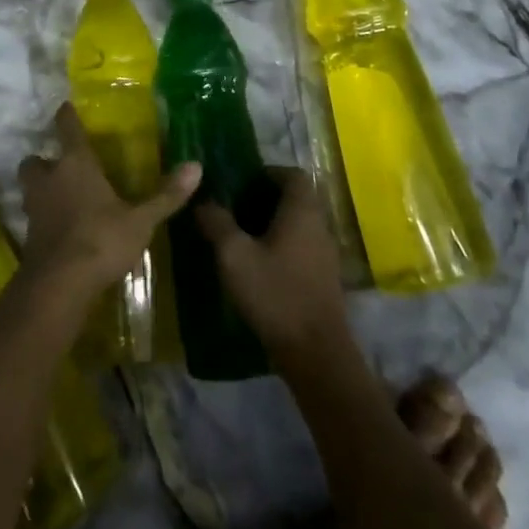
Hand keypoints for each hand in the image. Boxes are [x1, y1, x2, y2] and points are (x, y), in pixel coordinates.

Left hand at [18, 103, 199, 302]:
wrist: (59, 286)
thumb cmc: (101, 240)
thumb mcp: (140, 221)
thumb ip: (166, 195)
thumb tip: (197, 166)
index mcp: (75, 164)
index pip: (67, 128)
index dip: (66, 115)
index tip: (66, 107)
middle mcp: (50, 179)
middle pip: (35, 160)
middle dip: (45, 161)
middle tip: (61, 167)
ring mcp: (35, 208)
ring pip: (30, 188)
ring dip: (40, 189)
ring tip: (60, 197)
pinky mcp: (28, 237)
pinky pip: (33, 217)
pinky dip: (44, 219)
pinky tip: (61, 230)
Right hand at [196, 168, 348, 363]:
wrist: (316, 355)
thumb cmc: (275, 294)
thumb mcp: (234, 255)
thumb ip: (217, 223)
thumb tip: (202, 201)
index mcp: (302, 210)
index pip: (292, 174)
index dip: (267, 173)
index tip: (241, 184)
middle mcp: (319, 225)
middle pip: (295, 199)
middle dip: (265, 200)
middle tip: (235, 210)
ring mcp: (325, 254)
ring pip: (299, 225)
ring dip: (273, 226)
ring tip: (242, 239)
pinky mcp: (324, 280)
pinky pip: (302, 249)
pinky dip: (282, 249)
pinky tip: (259, 268)